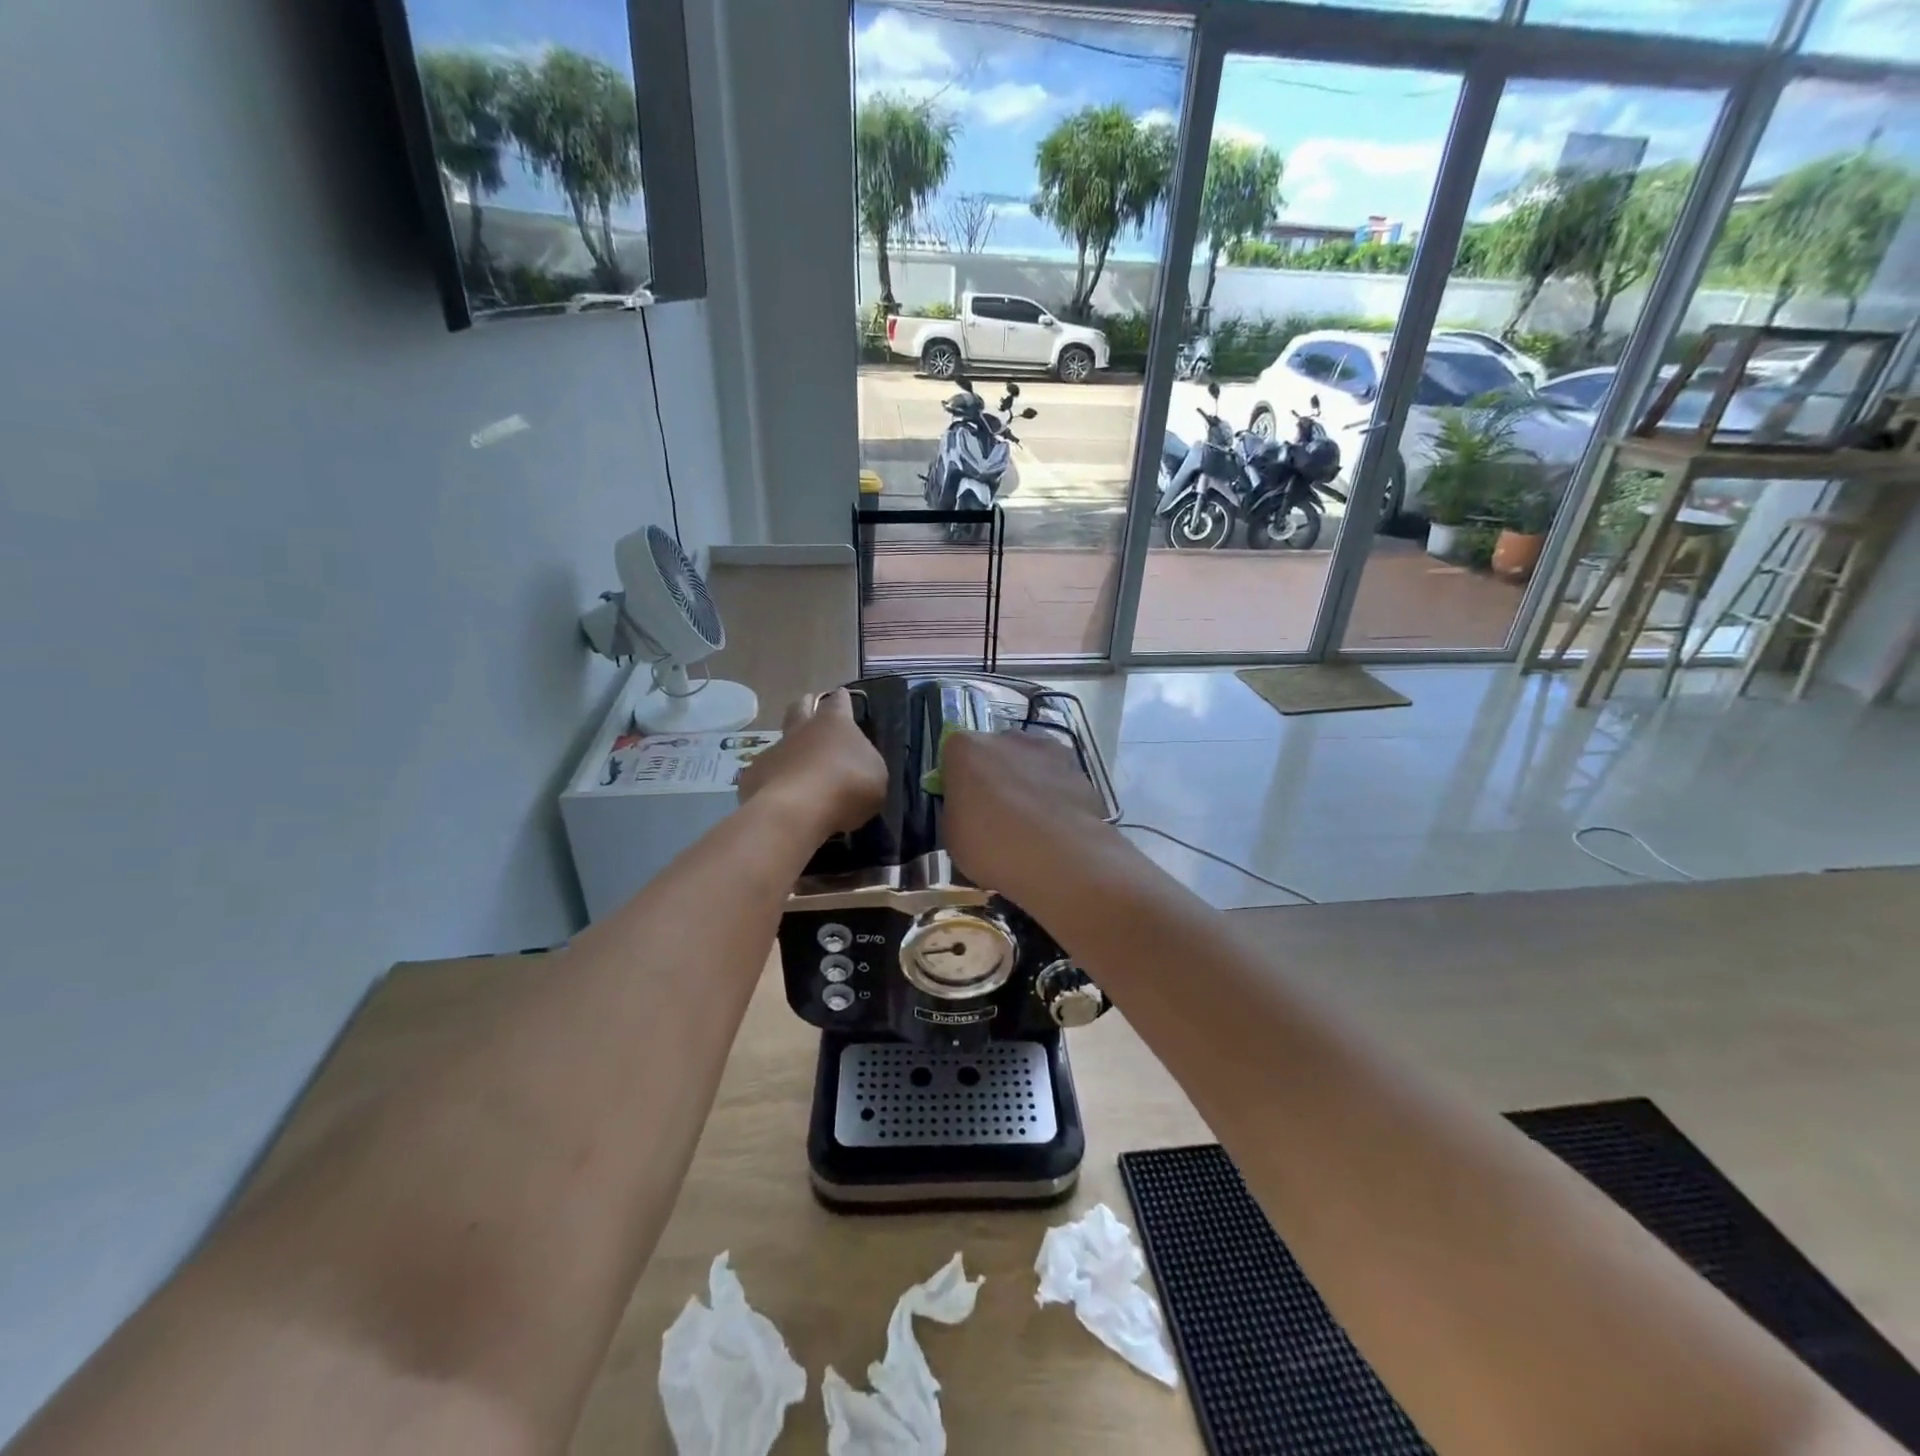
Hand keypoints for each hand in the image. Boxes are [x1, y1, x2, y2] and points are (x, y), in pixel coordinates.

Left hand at [737, 689, 886, 839]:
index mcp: (835, 724)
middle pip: (800, 707)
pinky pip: (764, 774)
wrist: (797, 812)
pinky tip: (779, 798)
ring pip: (780, 742)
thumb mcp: (875, 776)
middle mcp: (801, 730)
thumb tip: (856, 763)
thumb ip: (864, 763)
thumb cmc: (848, 788)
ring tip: (797, 769)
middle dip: (806, 706)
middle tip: (811, 712)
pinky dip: (772, 781)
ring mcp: (774, 751)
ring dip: (789, 750)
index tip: (842, 697)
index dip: (841, 700)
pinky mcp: (753, 776)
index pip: (838, 701)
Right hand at [940, 728, 1111, 893]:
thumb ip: (957, 810)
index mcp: (966, 748)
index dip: (958, 781)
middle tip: (997, 815)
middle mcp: (1006, 737)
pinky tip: (1057, 825)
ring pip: (1029, 762)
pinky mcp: (1077, 766)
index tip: (964, 806)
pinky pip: (1057, 777)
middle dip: (994, 776)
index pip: (954, 755)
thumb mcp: (952, 836)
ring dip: (1027, 782)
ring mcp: (1046, 748)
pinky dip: (1055, 794)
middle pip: (994, 753)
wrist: (1058, 857)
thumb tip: (967, 808)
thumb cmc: (992, 846)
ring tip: (1032, 822)